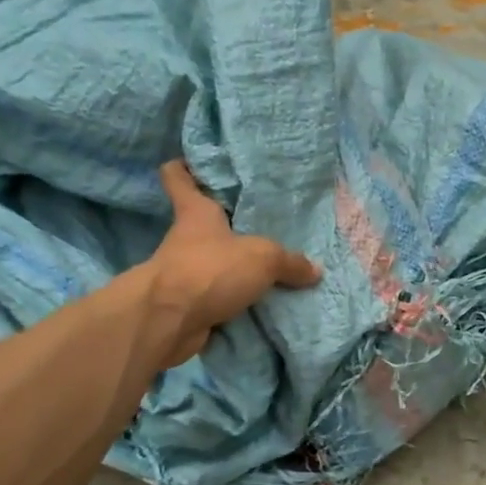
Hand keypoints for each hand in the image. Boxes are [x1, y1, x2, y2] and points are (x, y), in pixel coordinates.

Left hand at [147, 161, 320, 366]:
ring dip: (233, 266)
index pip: (178, 177)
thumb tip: (315, 270)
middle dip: (227, 223)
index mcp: (196, 211)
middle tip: (261, 220)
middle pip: (203, 222)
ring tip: (269, 266)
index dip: (184, 169)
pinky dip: (233, 300)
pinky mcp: (187, 304)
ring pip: (212, 261)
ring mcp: (184, 273)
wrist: (170, 321)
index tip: (194, 163)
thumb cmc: (211, 269)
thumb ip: (290, 262)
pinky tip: (261, 302)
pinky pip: (217, 297)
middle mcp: (186, 238)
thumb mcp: (263, 258)